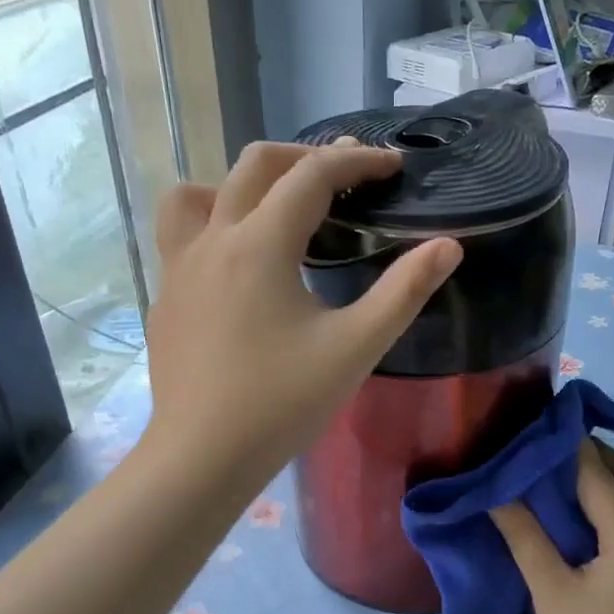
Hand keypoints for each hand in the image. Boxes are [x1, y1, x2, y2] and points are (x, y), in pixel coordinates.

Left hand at [145, 138, 461, 486]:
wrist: (203, 456)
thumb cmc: (283, 402)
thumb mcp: (356, 347)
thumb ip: (404, 292)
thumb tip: (448, 246)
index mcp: (261, 244)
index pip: (312, 176)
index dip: (356, 161)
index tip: (391, 164)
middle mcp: (213, 240)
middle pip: (254, 166)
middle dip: (304, 158)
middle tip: (344, 176)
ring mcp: (178, 268)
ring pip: (199, 194)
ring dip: (241, 186)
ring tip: (274, 210)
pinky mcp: (165, 299)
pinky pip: (183, 237)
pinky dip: (216, 227)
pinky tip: (240, 269)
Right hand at [491, 440, 613, 613]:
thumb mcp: (550, 590)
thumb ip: (525, 536)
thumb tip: (498, 493)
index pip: (599, 476)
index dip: (570, 447)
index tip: (540, 422)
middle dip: (597, 456)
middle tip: (552, 443)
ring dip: (603, 480)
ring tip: (556, 469)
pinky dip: (604, 506)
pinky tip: (569, 513)